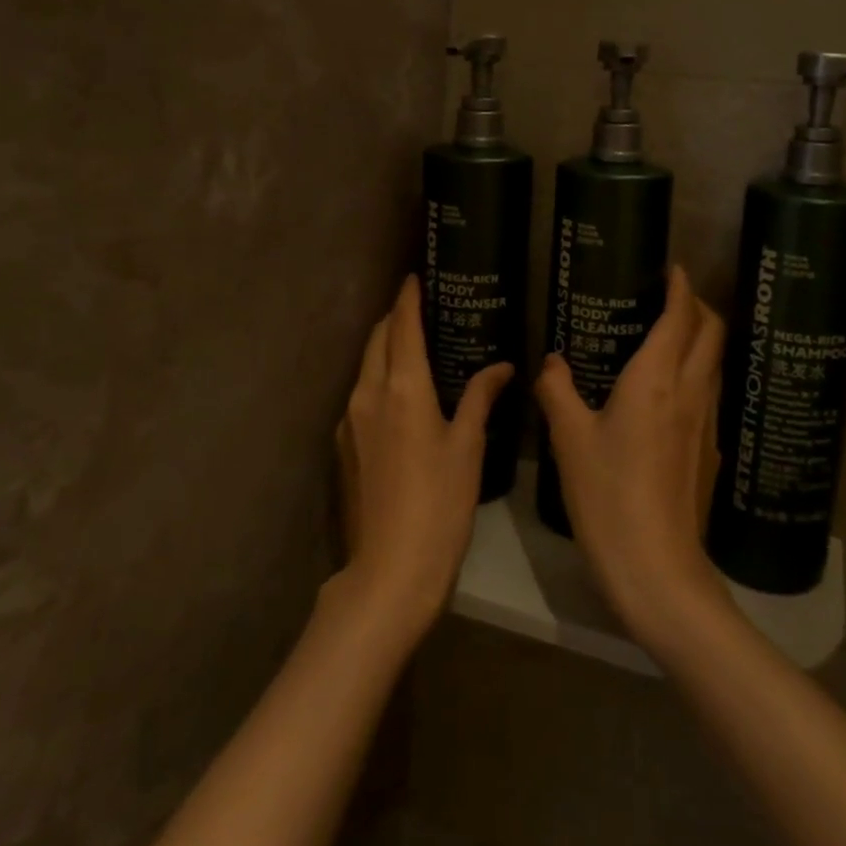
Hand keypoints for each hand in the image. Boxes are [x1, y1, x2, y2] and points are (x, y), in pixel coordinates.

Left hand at [336, 276, 511, 643]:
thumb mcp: (468, 447)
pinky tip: (401, 393)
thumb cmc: (440, 503)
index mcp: (402, 387)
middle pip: (378, 339)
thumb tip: (501, 367)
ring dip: (386, 347)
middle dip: (396, 317)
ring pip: (366, 366)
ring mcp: (350, 420)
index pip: (403, 325)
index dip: (409, 297)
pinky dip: (379, 377)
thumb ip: (480, 397)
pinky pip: (361, 393)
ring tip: (414, 345)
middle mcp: (368, 393)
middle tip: (421, 307)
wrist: (390, 569)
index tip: (415, 276)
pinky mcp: (344, 445)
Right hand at [535, 265, 729, 653]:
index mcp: (657, 380)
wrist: (658, 568)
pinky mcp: (711, 453)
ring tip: (669, 336)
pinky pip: (710, 395)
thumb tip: (550, 361)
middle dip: (699, 305)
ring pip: (716, 364)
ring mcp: (708, 424)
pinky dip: (697, 375)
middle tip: (671, 297)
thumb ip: (557, 390)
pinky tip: (669, 394)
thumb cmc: (609, 495)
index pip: (681, 316)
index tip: (672, 268)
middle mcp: (691, 392)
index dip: (681, 286)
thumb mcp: (570, 439)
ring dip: (702, 339)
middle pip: (712, 333)